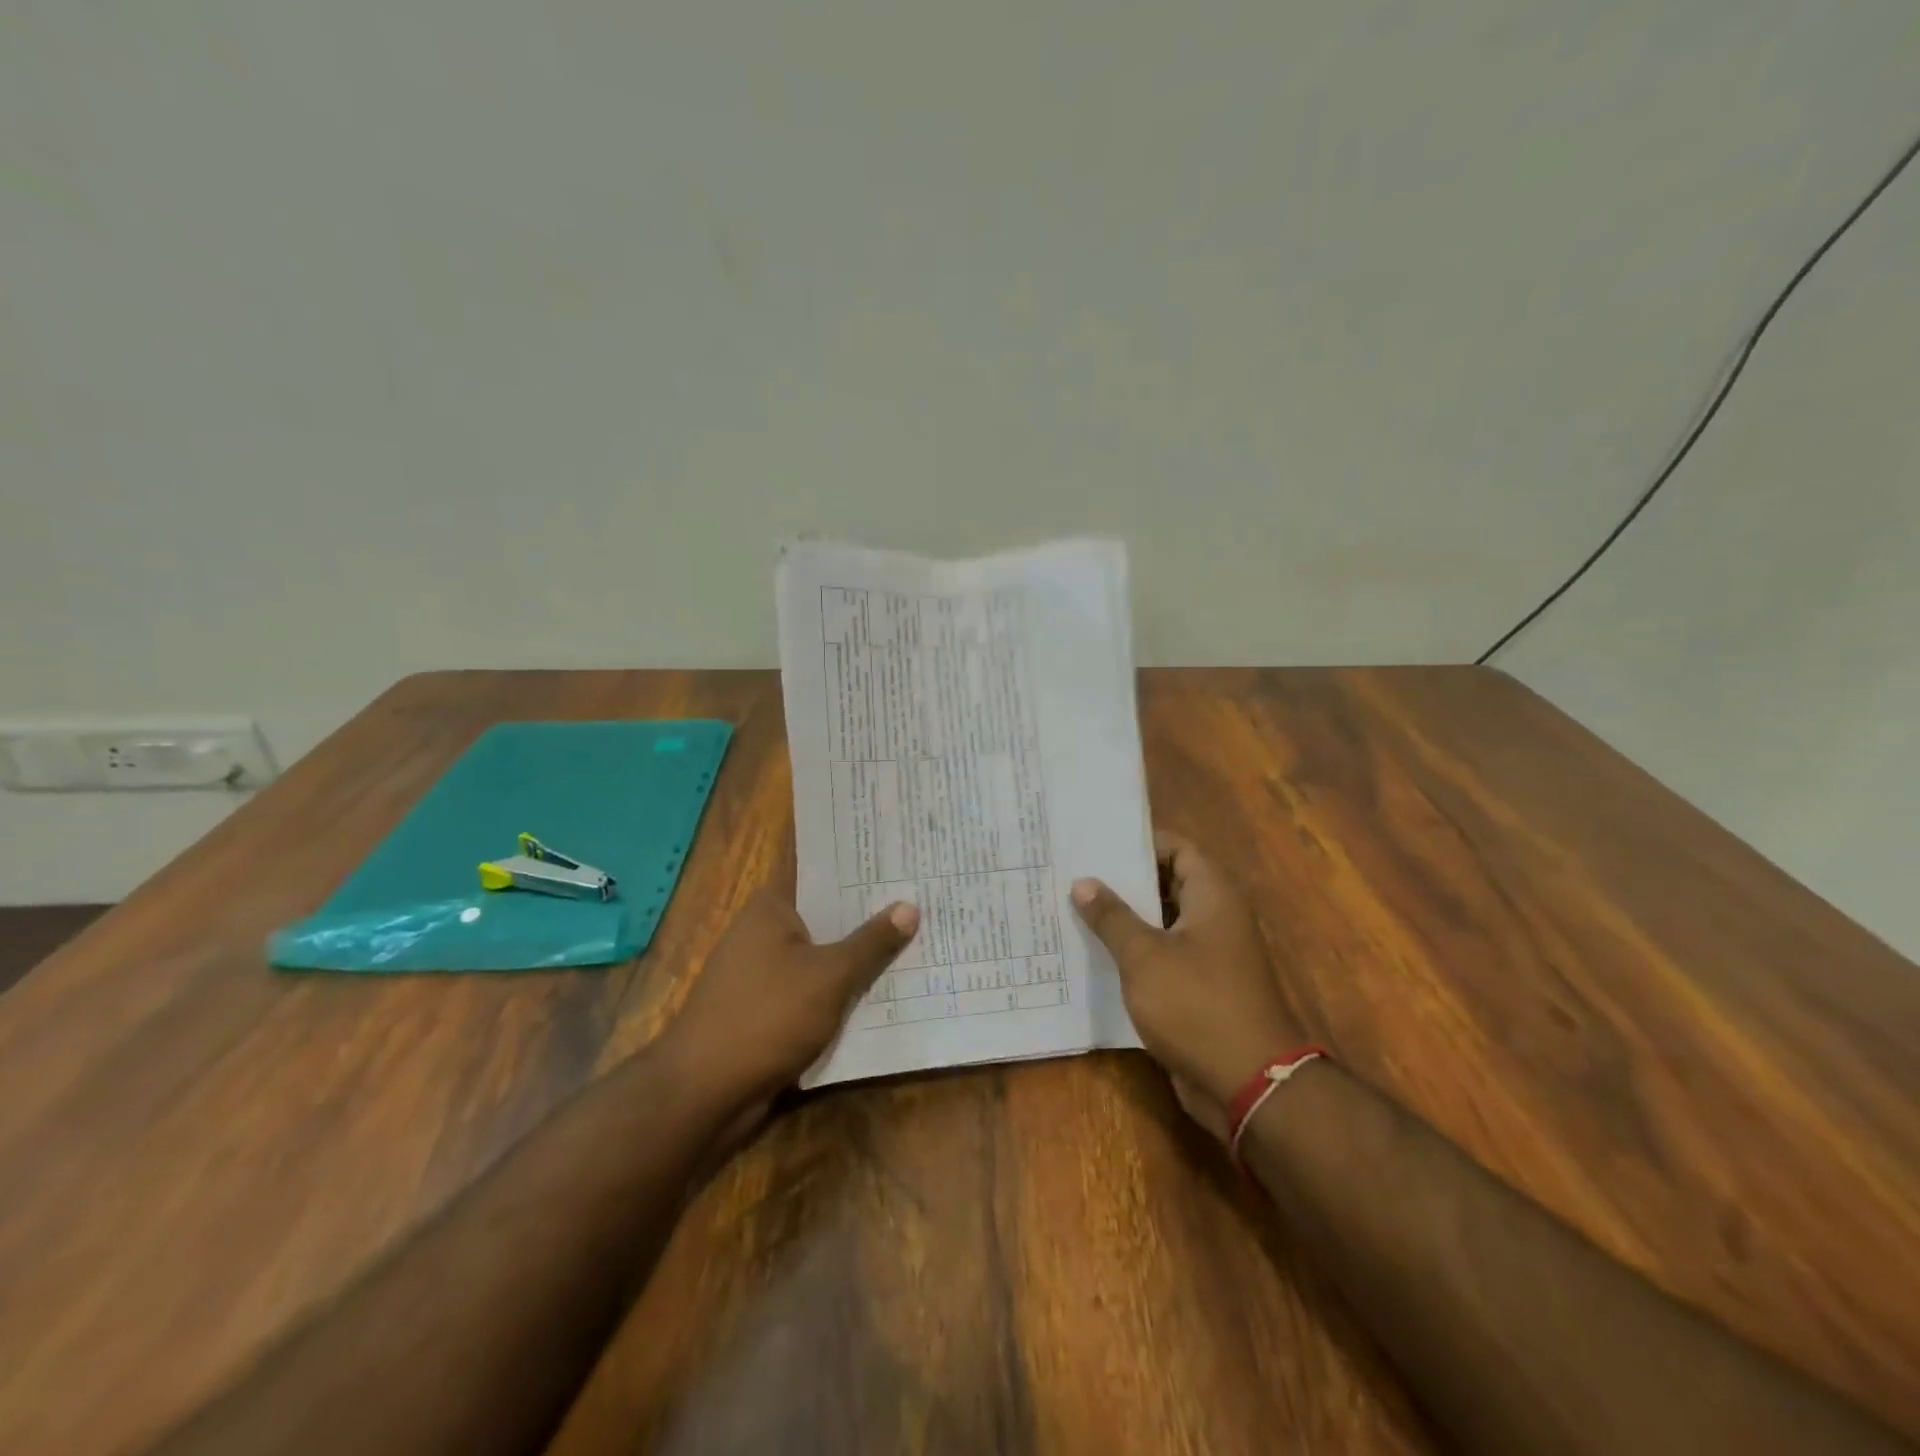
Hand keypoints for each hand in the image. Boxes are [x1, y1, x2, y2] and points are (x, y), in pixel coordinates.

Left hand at [664, 891, 918, 1126]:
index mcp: (771, 908)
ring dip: (858, 958)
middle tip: (923, 901)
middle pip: (826, 916)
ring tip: (916, 941)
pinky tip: (883, 991)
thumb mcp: (830, 975)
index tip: (901, 862)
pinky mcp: (766, 1010)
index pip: (822, 874)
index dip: (860, 869)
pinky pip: (813, 990)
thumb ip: (871, 942)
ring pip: (822, 957)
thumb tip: (911, 906)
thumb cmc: (767, 1016)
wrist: (705, 1093)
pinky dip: (841, 991)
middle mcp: (764, 932)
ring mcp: (763, 973)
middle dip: (869, 916)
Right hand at [1073, 831, 1302, 1142]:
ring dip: (1125, 919)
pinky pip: (1163, 956)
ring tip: (1073, 909)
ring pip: (1161, 922)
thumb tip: (1083, 883)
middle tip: (1073, 873)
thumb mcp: (1144, 956)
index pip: (1176, 848)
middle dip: (1123, 881)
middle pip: (1166, 883)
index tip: (1095, 842)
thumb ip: (1112, 916)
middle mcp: (1216, 917)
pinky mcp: (1201, 988)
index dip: (1138, 842)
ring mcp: (1210, 954)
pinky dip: (1134, 952)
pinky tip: (1093, 954)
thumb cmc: (1197, 1005)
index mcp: (1213, 895)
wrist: (1250, 1084)